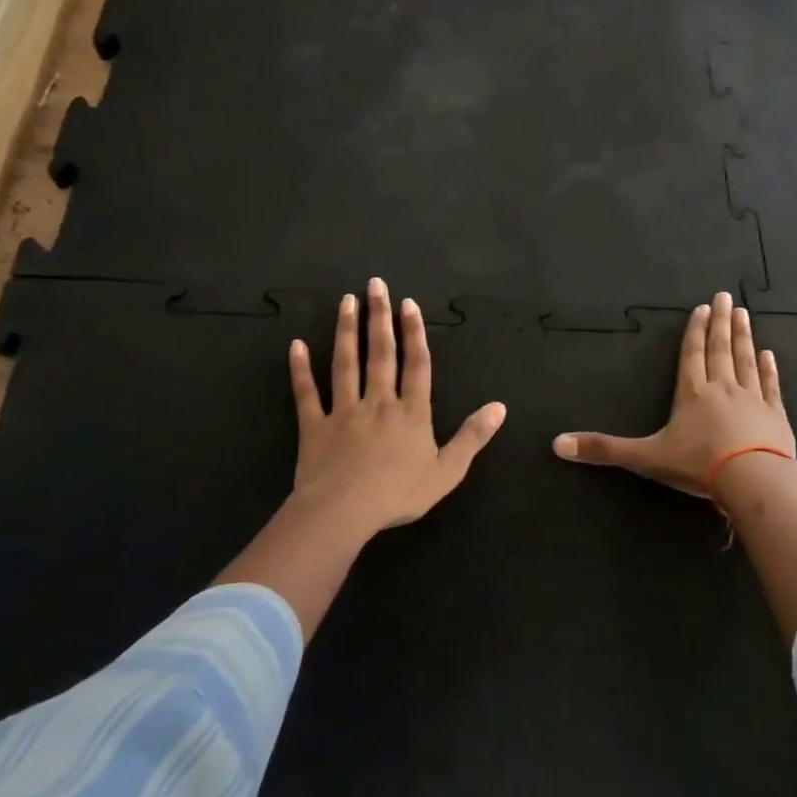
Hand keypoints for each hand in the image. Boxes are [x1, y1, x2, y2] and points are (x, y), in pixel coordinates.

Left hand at [285, 276, 506, 541]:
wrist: (344, 512)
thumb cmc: (398, 494)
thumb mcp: (447, 471)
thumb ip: (472, 437)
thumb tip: (499, 407)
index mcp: (411, 412)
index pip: (416, 364)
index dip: (414, 332)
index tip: (408, 303)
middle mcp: (378, 402)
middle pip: (380, 353)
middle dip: (379, 317)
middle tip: (375, 285)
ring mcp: (343, 411)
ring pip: (345, 363)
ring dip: (346, 330)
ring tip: (346, 301)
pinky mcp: (314, 426)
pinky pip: (306, 394)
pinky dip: (300, 370)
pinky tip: (296, 345)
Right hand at [553, 292, 794, 496]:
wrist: (754, 481)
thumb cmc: (698, 465)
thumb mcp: (646, 457)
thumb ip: (604, 450)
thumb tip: (557, 444)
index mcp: (692, 393)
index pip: (692, 354)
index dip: (695, 331)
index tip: (703, 308)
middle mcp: (723, 388)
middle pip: (720, 349)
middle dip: (721, 322)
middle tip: (726, 296)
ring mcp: (753, 400)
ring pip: (746, 361)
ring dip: (744, 337)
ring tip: (744, 314)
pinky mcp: (775, 417)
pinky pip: (771, 386)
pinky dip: (769, 369)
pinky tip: (769, 355)